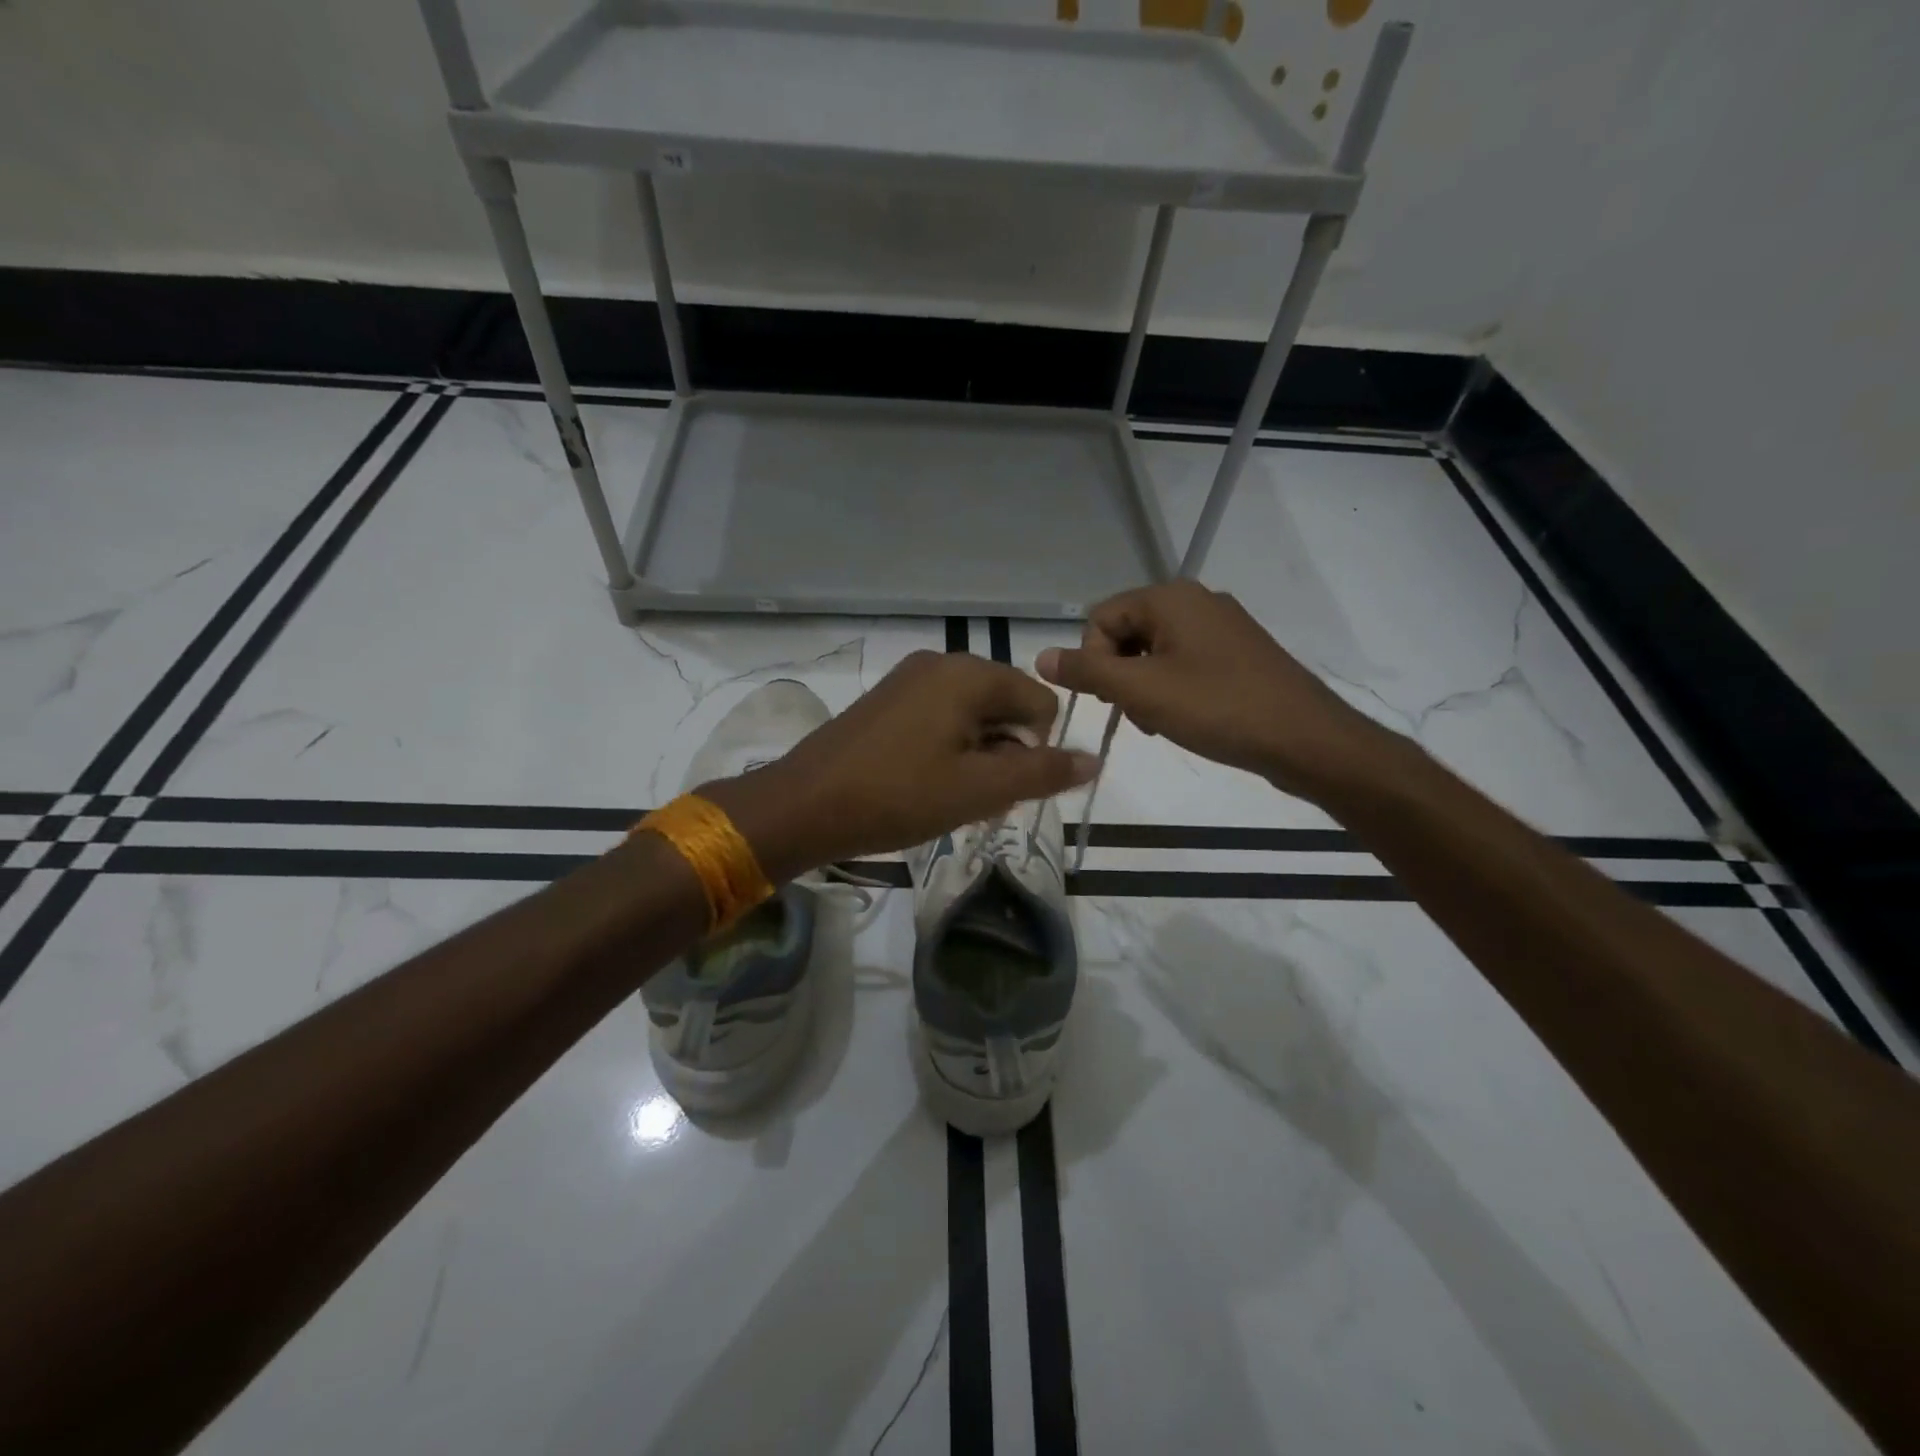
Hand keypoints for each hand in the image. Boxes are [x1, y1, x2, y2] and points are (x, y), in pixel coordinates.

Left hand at [702, 651, 1098, 878]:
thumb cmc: (897, 796)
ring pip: (972, 717)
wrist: (804, 805)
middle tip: (977, 798)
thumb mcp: (979, 790)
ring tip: (950, 797)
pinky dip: (948, 751)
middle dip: (1005, 753)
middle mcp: (941, 663)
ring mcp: (909, 680)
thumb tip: (1093, 759)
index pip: (1039, 701)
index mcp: (968, 674)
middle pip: (1005, 706)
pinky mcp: (887, 701)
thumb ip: (1042, 773)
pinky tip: (926, 785)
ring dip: (977, 757)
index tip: (1004, 788)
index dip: (1036, 749)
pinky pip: (939, 719)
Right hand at [1036, 580, 1400, 801]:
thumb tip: (1040, 656)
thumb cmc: (1218, 709)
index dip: (1092, 660)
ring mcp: (1221, 626)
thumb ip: (1087, 671)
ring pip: (1154, 651)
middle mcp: (1195, 600)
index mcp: (1170, 598)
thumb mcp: (1142, 691)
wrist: (1306, 739)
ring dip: (1143, 686)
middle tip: (1134, 714)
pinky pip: (1184, 662)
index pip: (1100, 618)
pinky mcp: (1238, 653)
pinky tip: (1184, 718)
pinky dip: (1172, 688)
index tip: (1109, 700)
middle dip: (1118, 674)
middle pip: (1127, 632)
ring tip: (1158, 721)